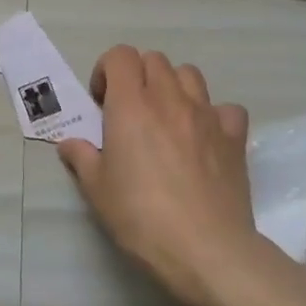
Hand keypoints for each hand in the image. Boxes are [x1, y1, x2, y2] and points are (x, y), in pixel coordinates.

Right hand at [57, 46, 257, 305]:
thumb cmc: (141, 217)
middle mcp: (169, 99)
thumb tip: (70, 143)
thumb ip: (81, 158)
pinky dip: (214, 115)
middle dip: (137, 76)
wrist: (205, 250)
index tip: (102, 104)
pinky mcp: (234, 138)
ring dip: (173, 87)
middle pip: (154, 59)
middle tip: (129, 111)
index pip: (120, 56)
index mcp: (130, 105)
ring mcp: (206, 116)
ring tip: (166, 119)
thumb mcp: (96, 190)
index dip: (106, 71)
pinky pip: (226, 109)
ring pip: (190, 74)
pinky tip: (205, 138)